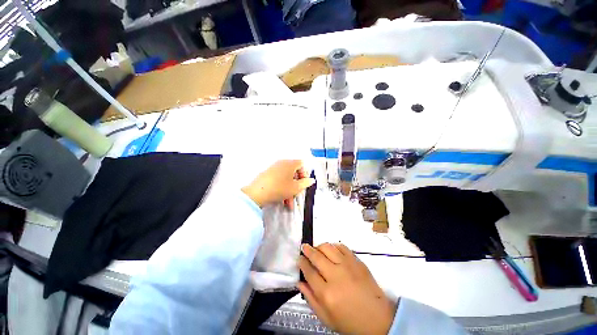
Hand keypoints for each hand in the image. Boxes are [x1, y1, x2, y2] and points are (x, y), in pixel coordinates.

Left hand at [242, 160, 314, 208]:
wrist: (257, 193)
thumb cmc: (280, 188)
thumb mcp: (295, 188)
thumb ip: (305, 183)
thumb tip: (311, 180)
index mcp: (290, 163)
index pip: (302, 164)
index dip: (305, 174)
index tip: (304, 184)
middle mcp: (282, 163)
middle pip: (293, 173)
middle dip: (296, 186)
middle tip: (296, 196)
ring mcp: (273, 168)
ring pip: (286, 179)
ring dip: (289, 191)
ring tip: (288, 204)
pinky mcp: (267, 174)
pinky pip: (279, 180)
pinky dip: (282, 188)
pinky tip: (282, 200)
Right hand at [298, 243, 396, 334]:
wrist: (378, 319)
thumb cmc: (350, 321)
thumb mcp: (326, 318)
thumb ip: (310, 299)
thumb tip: (299, 282)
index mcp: (327, 294)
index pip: (309, 272)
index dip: (302, 263)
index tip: (299, 258)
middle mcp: (336, 276)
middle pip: (316, 256)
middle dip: (307, 250)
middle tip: (304, 247)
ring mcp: (348, 266)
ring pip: (328, 247)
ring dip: (319, 246)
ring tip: (317, 249)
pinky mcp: (357, 261)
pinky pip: (342, 247)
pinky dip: (334, 246)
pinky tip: (332, 250)